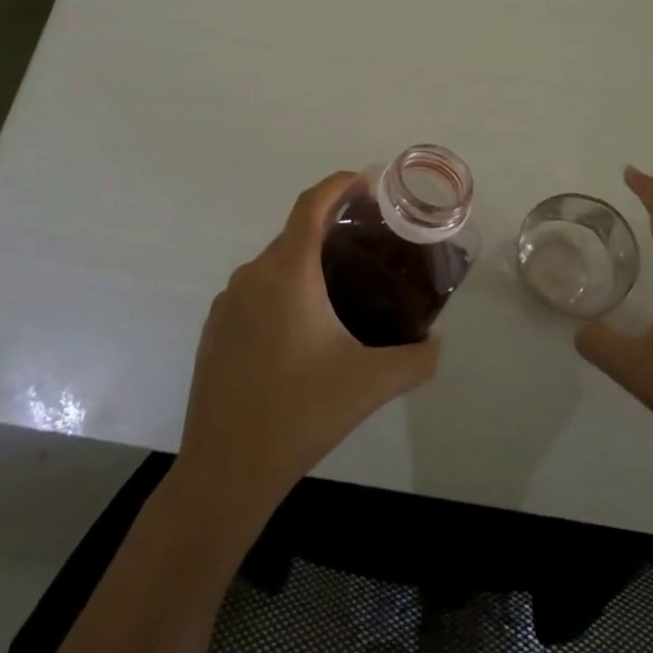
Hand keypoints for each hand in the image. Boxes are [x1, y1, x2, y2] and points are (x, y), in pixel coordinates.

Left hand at [177, 171, 440, 516]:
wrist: (225, 471)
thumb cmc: (300, 413)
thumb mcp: (372, 384)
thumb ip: (417, 359)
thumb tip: (438, 344)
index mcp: (288, 274)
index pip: (312, 205)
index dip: (339, 184)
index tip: (368, 181)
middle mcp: (252, 276)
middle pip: (296, 234)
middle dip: (332, 229)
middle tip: (371, 246)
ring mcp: (227, 304)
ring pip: (275, 266)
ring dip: (307, 264)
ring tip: (342, 288)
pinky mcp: (215, 330)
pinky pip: (255, 293)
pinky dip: (283, 291)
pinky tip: (303, 330)